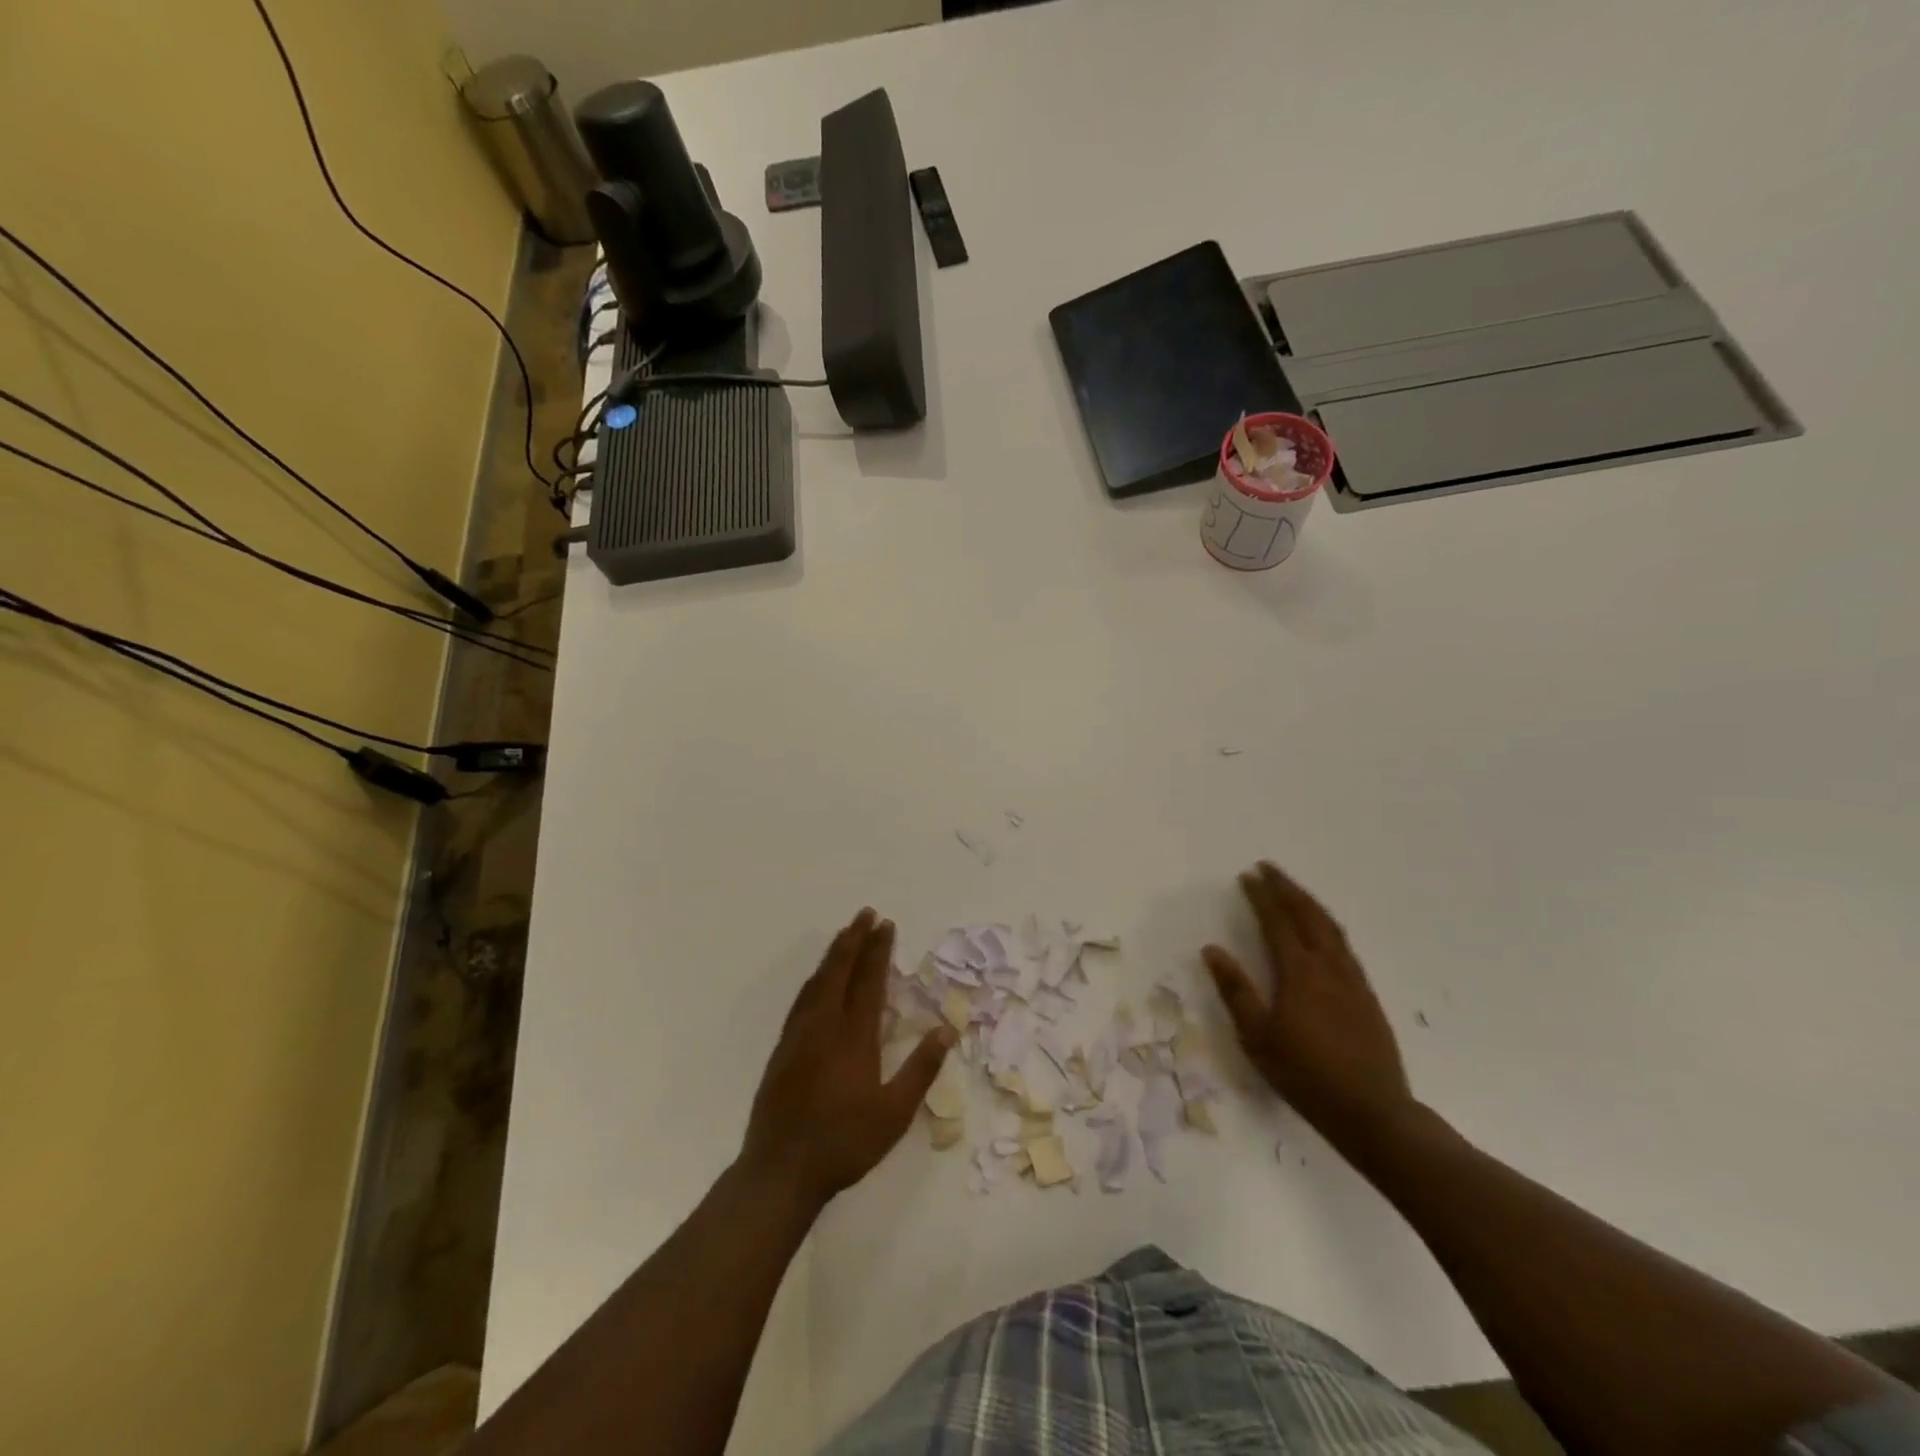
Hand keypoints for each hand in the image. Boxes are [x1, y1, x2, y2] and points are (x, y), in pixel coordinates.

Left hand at [740, 908, 954, 1211]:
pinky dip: (814, 979)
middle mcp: (824, 1026)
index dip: (879, 951)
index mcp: (854, 1037)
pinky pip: (801, 1000)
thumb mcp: (894, 1114)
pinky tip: (817, 980)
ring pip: (817, 982)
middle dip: (854, 940)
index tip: (886, 925)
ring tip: (845, 934)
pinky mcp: (782, 1050)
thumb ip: (921, 1069)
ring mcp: (799, 1036)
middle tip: (865, 914)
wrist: (780, 1170)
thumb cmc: (844, 1143)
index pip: (869, 981)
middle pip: (839, 971)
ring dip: (833, 954)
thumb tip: (947, 1029)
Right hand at [1203, 862, 1412, 1144]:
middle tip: (1268, 869)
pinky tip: (1322, 931)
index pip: (1277, 922)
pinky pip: (1343, 944)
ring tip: (1292, 890)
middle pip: (1308, 915)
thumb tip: (1212, 949)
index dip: (1262, 896)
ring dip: (1309, 902)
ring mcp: (1352, 979)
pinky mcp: (1366, 995)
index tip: (1247, 876)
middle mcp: (1328, 966)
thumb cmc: (1305, 1075)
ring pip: (1330, 927)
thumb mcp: (1257, 1036)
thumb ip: (1235, 990)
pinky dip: (1326, 924)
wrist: (1372, 1111)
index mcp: (1299, 973)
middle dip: (1287, 888)